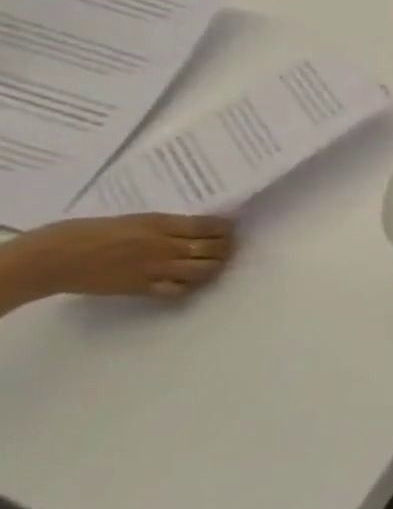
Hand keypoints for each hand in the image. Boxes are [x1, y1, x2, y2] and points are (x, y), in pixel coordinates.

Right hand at [1, 214, 235, 304]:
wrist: (47, 259)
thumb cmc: (83, 232)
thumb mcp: (133, 219)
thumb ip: (165, 225)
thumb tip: (194, 228)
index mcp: (160, 225)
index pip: (210, 226)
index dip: (225, 228)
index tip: (229, 229)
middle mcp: (164, 246)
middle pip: (214, 248)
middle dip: (226, 247)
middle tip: (225, 247)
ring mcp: (155, 268)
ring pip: (205, 269)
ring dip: (214, 266)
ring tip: (212, 263)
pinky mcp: (142, 288)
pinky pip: (179, 289)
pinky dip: (190, 285)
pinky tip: (189, 281)